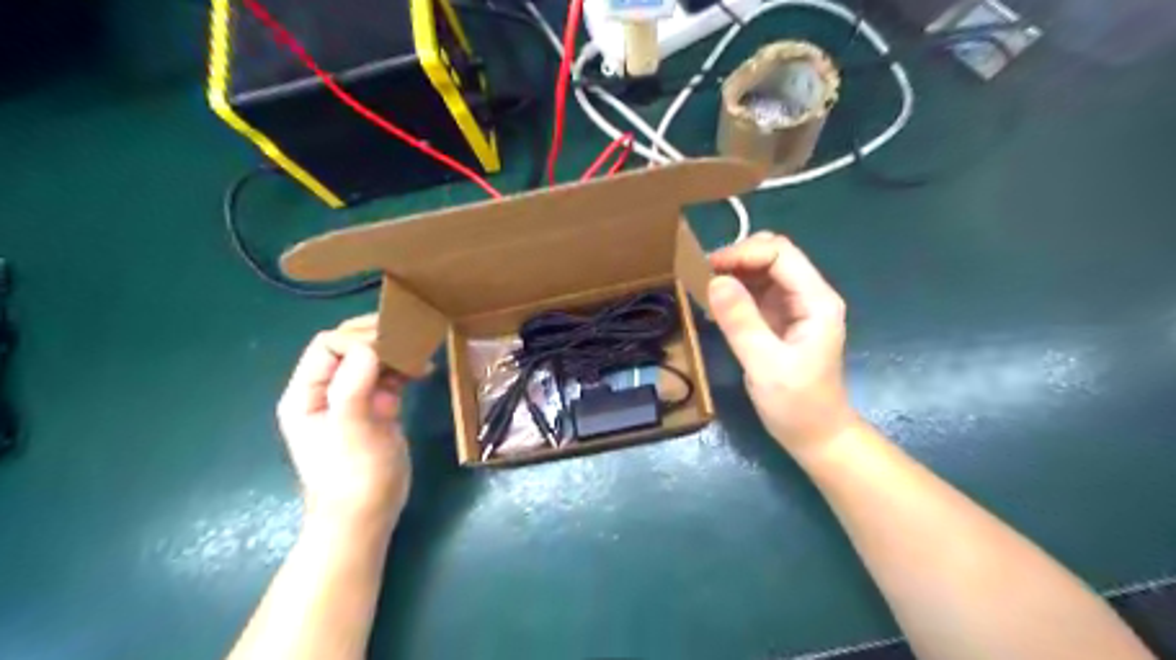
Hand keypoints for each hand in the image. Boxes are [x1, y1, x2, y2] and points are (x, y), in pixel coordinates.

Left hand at [276, 314, 411, 524]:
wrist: (366, 517)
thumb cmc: (352, 477)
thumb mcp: (350, 431)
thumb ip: (353, 386)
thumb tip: (370, 345)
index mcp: (306, 394)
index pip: (328, 346)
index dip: (358, 339)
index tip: (392, 347)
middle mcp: (326, 391)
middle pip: (348, 347)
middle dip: (377, 337)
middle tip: (410, 337)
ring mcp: (353, 400)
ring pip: (371, 360)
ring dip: (395, 352)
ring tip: (420, 353)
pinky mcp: (377, 409)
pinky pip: (389, 378)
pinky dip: (405, 369)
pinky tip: (424, 370)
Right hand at [707, 231, 861, 453]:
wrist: (816, 436)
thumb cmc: (797, 405)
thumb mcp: (766, 365)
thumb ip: (741, 322)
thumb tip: (715, 281)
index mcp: (816, 301)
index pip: (780, 254)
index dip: (743, 253)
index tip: (708, 268)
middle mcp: (808, 295)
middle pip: (773, 255)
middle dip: (737, 258)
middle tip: (704, 276)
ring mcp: (794, 307)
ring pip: (762, 271)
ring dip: (733, 273)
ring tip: (704, 288)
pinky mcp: (780, 319)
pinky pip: (755, 292)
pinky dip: (734, 291)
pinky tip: (715, 306)